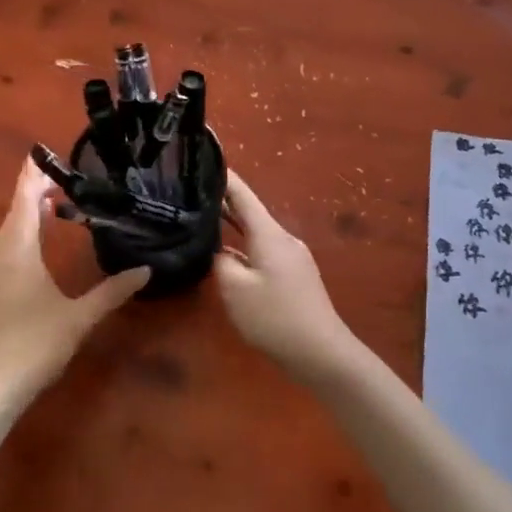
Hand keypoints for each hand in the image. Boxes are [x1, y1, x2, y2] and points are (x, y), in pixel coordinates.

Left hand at [0, 162, 148, 403]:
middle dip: (35, 188)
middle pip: (16, 209)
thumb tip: (146, 270)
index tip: (45, 152)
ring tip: (57, 198)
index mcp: (19, 250)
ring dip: (29, 209)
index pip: (24, 200)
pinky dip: (26, 229)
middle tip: (65, 172)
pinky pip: (11, 243)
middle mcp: (3, 253)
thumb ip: (113, 291)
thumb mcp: (80, 316)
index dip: (34, 175)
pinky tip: (42, 237)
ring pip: (11, 228)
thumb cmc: (35, 344)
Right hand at [214, 171, 360, 382]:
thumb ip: (221, 262)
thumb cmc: (275, 317)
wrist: (320, 351)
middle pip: (250, 213)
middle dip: (223, 202)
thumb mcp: (235, 289)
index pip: (243, 195)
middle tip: (191, 194)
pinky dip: (244, 247)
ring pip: (256, 233)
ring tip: (203, 221)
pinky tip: (227, 257)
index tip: (205, 159)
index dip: (224, 177)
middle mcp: (283, 238)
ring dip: (232, 227)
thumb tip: (219, 251)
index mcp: (269, 234)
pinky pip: (264, 251)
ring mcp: (292, 257)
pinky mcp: (294, 275)